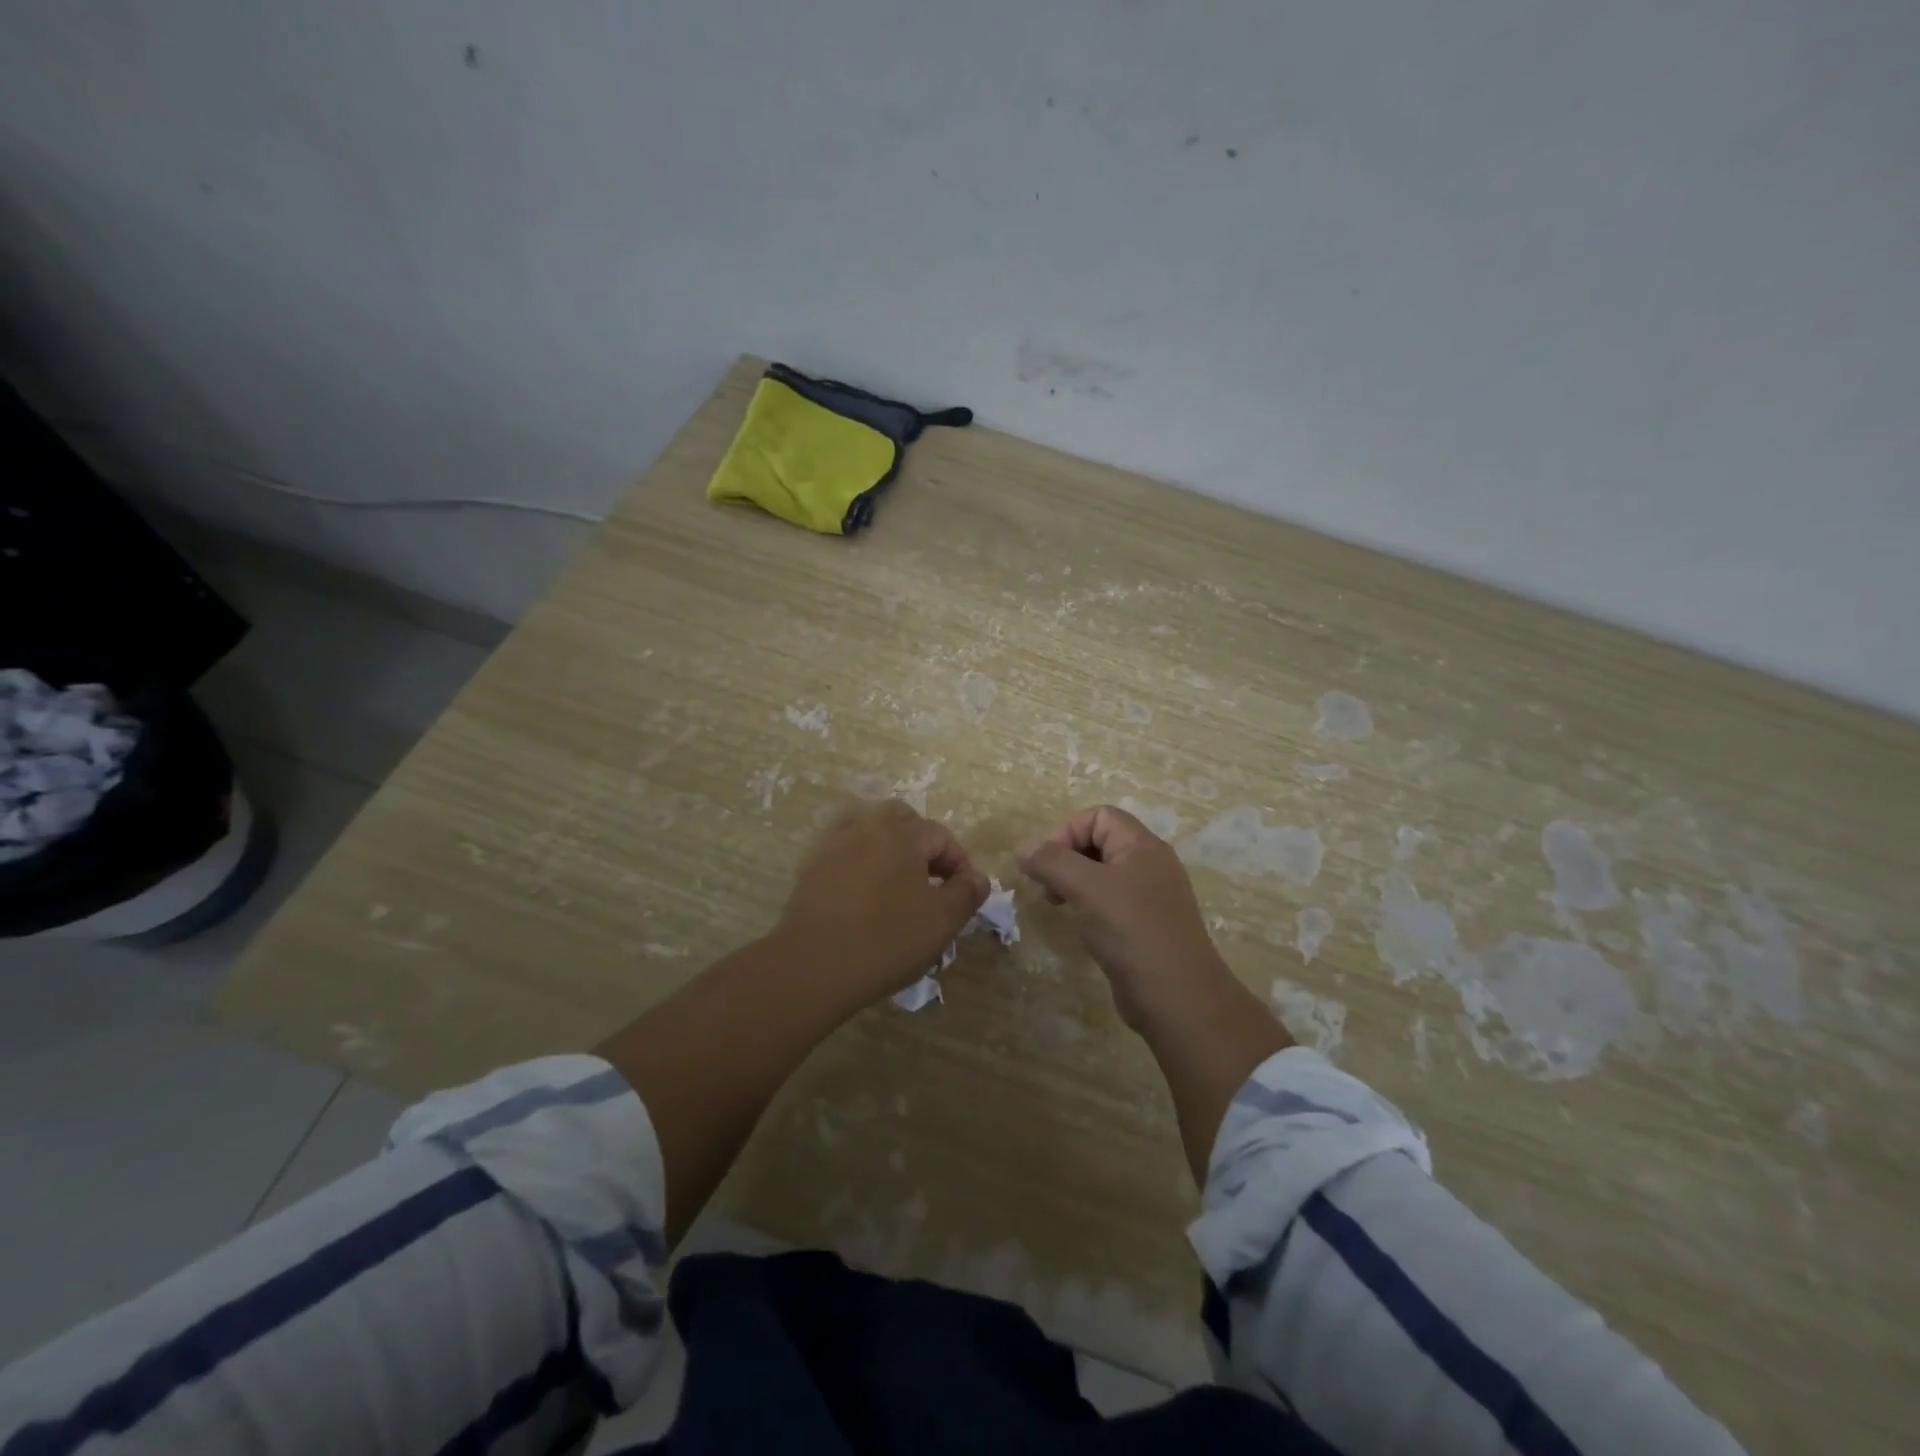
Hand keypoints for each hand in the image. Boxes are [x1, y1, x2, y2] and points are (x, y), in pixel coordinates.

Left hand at [773, 801, 989, 1012]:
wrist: (813, 966)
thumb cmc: (886, 941)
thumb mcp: (942, 922)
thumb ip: (966, 893)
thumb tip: (978, 877)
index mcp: (902, 833)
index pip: (942, 836)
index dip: (960, 864)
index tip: (964, 895)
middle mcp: (867, 827)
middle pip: (903, 820)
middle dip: (923, 845)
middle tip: (932, 882)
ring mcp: (834, 844)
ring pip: (870, 829)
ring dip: (890, 847)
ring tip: (898, 883)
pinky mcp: (812, 867)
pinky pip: (844, 851)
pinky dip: (860, 861)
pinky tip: (865, 893)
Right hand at [1017, 804, 1234, 1032]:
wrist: (1177, 998)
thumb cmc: (1132, 931)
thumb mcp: (1086, 888)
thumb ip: (1051, 861)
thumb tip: (1022, 846)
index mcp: (1142, 846)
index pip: (1099, 816)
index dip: (1067, 831)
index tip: (1046, 863)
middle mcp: (1150, 865)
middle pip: (1100, 842)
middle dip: (1067, 857)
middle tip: (1048, 885)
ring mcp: (1150, 898)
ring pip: (1103, 874)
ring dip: (1074, 882)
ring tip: (1058, 904)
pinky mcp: (1145, 927)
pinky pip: (1111, 903)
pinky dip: (1089, 906)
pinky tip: (1081, 927)